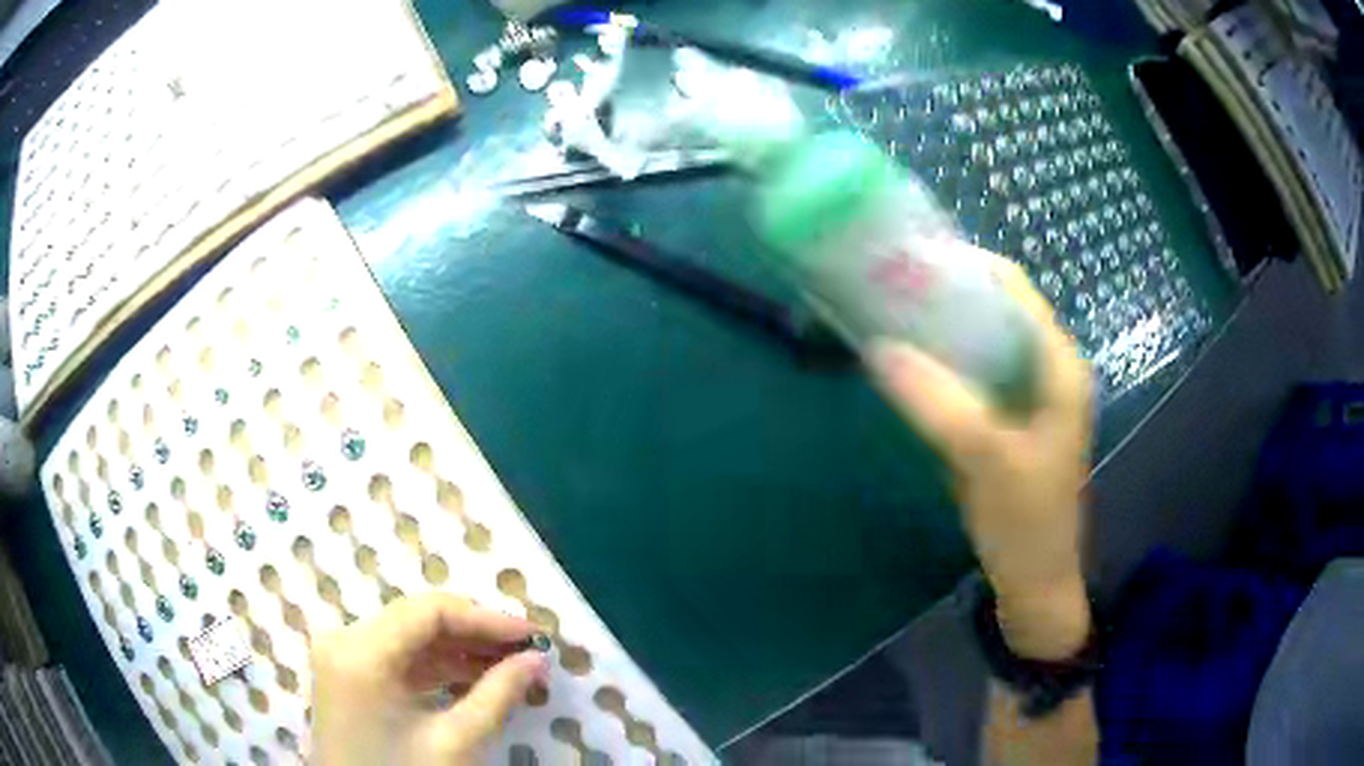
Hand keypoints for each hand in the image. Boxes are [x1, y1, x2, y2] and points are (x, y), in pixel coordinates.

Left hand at [310, 593, 549, 764]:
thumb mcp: (455, 741)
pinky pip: (397, 657)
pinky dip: (437, 666)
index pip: (430, 611)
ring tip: (510, 666)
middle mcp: (344, 640)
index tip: (534, 635)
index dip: (487, 618)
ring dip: (460, 650)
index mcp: (361, 652)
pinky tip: (474, 679)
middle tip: (527, 651)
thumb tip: (537, 659)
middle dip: (476, 634)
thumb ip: (498, 694)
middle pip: (418, 619)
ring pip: (409, 636)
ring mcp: (343, 656)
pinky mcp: (349, 675)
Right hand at [870, 253, 1093, 659]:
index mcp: (1058, 363)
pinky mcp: (1006, 421)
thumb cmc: (1025, 521)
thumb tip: (879, 348)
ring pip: (981, 343)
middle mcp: (1046, 367)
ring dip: (941, 329)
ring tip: (890, 317)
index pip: (1013, 288)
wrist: (1033, 583)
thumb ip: (938, 402)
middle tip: (890, 288)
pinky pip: (973, 377)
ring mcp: (1027, 396)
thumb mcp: (986, 458)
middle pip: (995, 311)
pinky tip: (908, 366)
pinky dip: (942, 365)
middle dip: (945, 295)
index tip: (910, 259)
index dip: (965, 265)